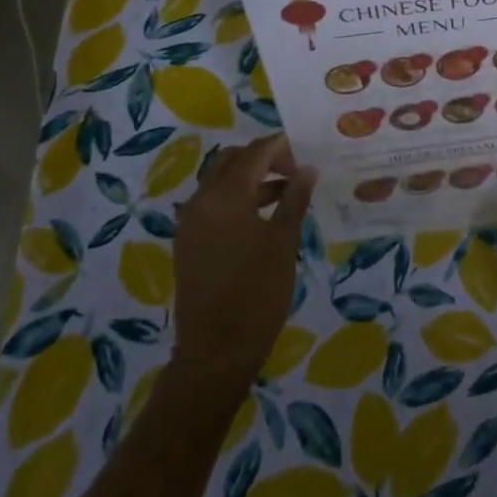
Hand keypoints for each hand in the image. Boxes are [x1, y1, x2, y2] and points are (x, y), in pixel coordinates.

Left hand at [169, 134, 315, 385]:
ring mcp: (190, 221)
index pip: (256, 153)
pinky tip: (264, 214)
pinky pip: (213, 203)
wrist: (216, 351)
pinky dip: (237, 197)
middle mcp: (201, 200)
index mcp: (225, 196)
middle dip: (263, 157)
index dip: (282, 146)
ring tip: (288, 191)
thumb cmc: (257, 293)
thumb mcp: (283, 242)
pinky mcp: (188, 241)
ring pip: (220, 180)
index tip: (308, 150)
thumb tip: (307, 168)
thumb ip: (295, 199)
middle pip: (232, 160)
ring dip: (251, 177)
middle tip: (295, 169)